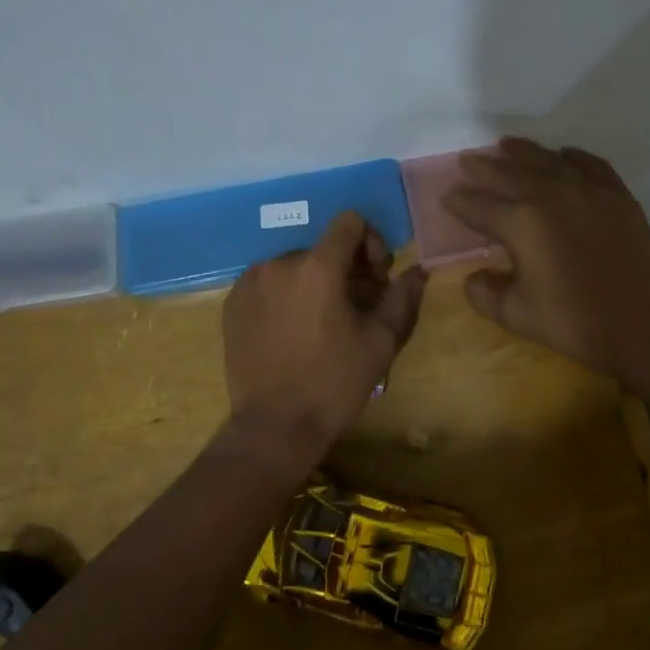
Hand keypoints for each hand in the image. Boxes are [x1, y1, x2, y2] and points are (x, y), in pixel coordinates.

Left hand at [221, 211, 427, 467]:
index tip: (374, 277)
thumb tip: (417, 270)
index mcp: (318, 267)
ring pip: (294, 265)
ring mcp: (250, 282)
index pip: (349, 222)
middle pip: (322, 247)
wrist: (274, 428)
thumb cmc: (335, 383)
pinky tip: (291, 331)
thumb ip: (402, 297)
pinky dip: (285, 295)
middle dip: (344, 268)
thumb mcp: (381, 341)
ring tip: (321, 322)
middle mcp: (279, 263)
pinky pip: (267, 283)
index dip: (369, 242)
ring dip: (313, 282)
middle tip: (354, 306)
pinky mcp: (232, 303)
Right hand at [443, 137, 649, 383]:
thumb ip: (485, 293)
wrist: (644, 325)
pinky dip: (571, 157)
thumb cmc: (575, 322)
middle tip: (467, 161)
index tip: (447, 197)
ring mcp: (587, 190)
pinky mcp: (616, 195)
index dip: (459, 201)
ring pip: (546, 160)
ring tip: (505, 145)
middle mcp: (550, 195)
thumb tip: (474, 277)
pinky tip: (562, 155)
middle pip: (507, 173)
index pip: (479, 206)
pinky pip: (589, 164)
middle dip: (482, 168)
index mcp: (521, 223)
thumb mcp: (516, 315)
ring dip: (521, 152)